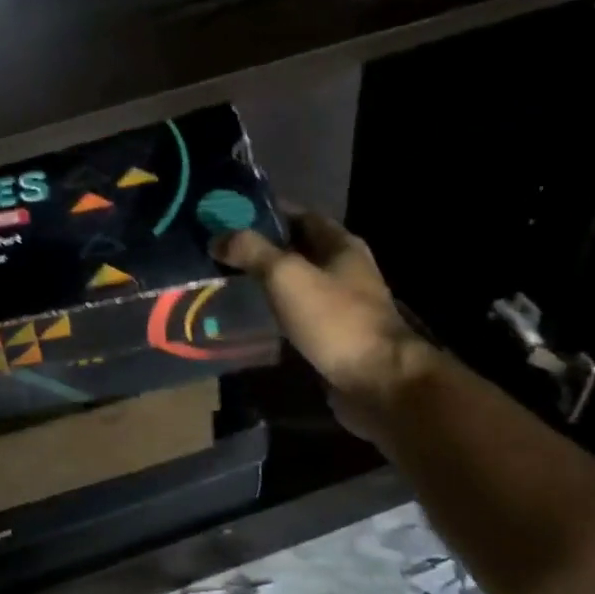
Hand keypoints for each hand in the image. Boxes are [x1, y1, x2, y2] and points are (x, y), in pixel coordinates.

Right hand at [213, 211, 434, 434]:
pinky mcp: (334, 335)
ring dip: (268, 281)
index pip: (300, 214)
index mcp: (340, 245)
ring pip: (297, 282)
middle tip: (221, 251)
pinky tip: (251, 316)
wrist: (376, 381)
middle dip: (262, 248)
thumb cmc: (334, 319)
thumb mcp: (287, 276)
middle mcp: (345, 269)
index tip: (229, 216)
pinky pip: (299, 313)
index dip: (266, 212)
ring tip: (228, 281)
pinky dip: (276, 310)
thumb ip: (252, 251)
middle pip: (298, 249)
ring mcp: (342, 304)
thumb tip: (218, 237)